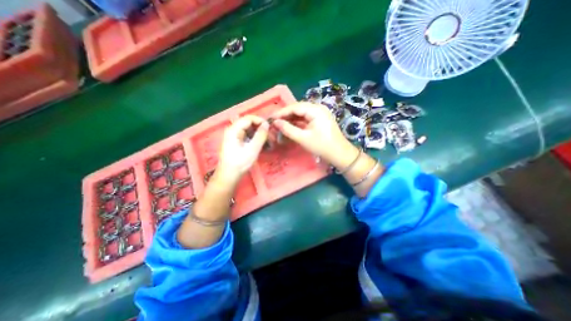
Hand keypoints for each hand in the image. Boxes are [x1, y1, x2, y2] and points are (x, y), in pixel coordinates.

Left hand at [216, 116, 268, 183]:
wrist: (228, 176)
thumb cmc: (239, 163)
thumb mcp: (252, 149)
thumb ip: (260, 135)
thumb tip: (267, 124)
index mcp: (234, 130)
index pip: (249, 118)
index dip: (260, 121)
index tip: (270, 128)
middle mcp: (233, 130)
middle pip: (249, 124)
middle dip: (261, 129)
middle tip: (270, 137)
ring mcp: (234, 136)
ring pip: (249, 130)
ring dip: (259, 134)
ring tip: (268, 142)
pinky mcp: (236, 142)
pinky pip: (248, 136)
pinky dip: (255, 139)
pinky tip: (262, 145)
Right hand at [271, 103, 355, 167]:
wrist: (340, 154)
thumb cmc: (322, 146)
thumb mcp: (303, 138)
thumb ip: (288, 129)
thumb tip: (275, 122)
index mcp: (316, 110)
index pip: (295, 107)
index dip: (282, 112)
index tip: (271, 118)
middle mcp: (318, 108)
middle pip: (298, 108)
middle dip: (286, 115)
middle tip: (274, 121)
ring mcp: (320, 114)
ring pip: (302, 113)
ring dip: (291, 118)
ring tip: (280, 124)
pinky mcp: (320, 120)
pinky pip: (306, 118)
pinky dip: (298, 122)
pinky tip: (290, 126)